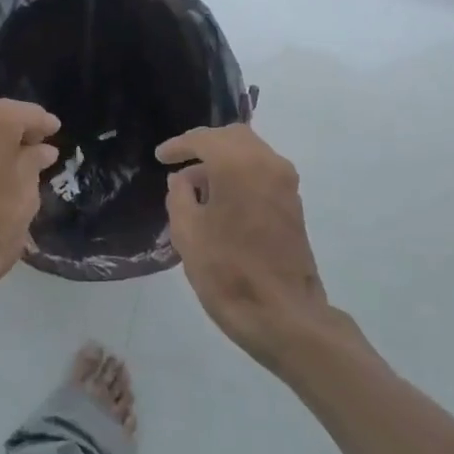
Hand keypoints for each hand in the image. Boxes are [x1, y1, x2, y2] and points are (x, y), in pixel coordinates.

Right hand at [158, 123, 332, 369]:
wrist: (284, 316)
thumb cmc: (228, 272)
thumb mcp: (187, 233)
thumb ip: (179, 196)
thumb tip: (182, 180)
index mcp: (238, 164)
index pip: (203, 139)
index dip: (178, 146)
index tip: (159, 157)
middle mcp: (267, 163)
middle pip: (232, 137)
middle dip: (204, 145)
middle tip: (179, 162)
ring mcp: (285, 183)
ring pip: (250, 152)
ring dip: (223, 160)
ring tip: (196, 186)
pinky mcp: (293, 203)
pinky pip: (262, 171)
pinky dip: (240, 173)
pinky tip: (220, 198)